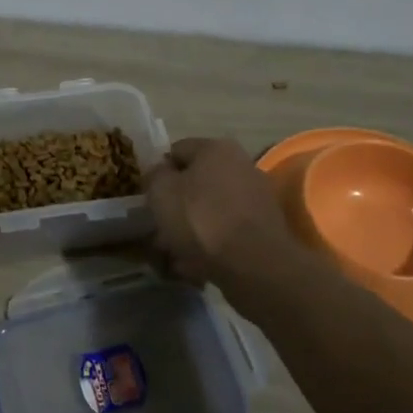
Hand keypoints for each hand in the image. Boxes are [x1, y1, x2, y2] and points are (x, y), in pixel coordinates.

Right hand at [145, 138, 300, 292]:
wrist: (253, 265)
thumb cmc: (201, 219)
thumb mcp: (161, 192)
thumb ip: (155, 176)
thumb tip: (160, 173)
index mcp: (216, 148)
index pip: (176, 151)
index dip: (158, 173)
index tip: (148, 197)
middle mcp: (241, 165)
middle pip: (196, 182)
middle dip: (176, 205)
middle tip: (158, 228)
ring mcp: (256, 197)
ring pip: (210, 209)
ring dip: (191, 228)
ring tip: (174, 254)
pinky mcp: (264, 227)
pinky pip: (227, 231)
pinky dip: (211, 243)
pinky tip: (196, 264)